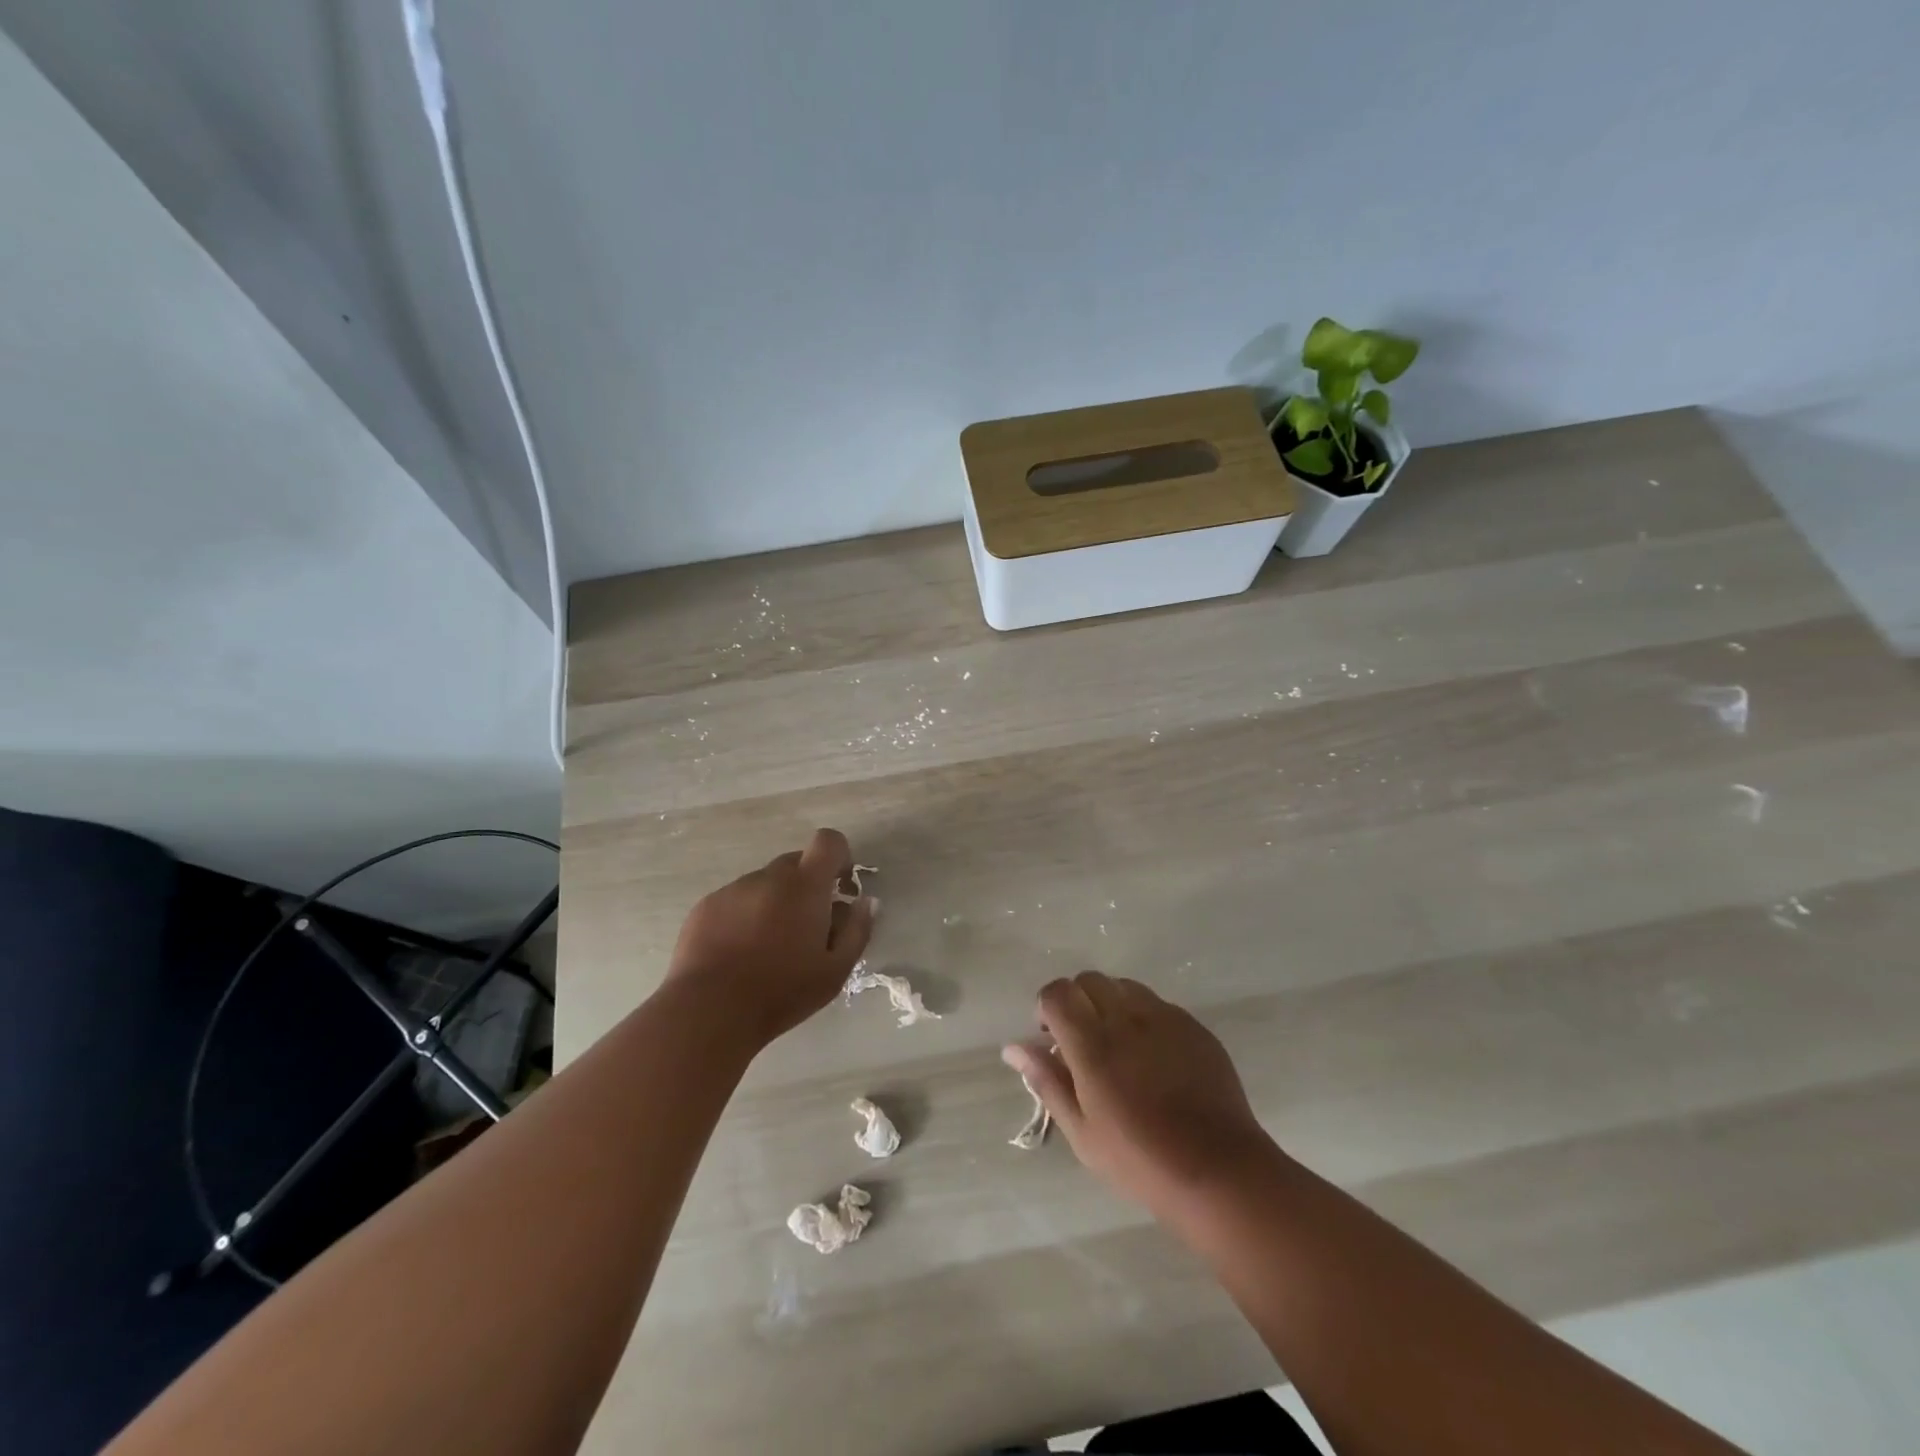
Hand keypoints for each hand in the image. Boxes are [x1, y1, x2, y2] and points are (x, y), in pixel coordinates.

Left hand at [663, 828, 875, 1046]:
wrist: (708, 1011)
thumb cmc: (781, 992)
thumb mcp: (835, 971)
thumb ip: (858, 930)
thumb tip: (866, 901)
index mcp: (805, 886)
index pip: (828, 841)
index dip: (840, 856)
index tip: (841, 887)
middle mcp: (768, 877)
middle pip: (796, 863)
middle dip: (807, 886)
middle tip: (807, 928)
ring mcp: (733, 889)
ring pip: (765, 883)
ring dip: (775, 902)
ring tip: (768, 947)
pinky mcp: (706, 906)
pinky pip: (736, 899)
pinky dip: (745, 915)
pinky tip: (739, 952)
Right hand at [1004, 973, 1276, 1216]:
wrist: (1218, 1170)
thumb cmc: (1140, 1160)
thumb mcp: (1082, 1131)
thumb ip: (1046, 1081)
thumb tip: (1013, 1047)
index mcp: (1092, 1044)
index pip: (1057, 993)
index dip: (1047, 1007)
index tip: (1051, 1037)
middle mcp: (1126, 1018)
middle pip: (1089, 980)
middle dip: (1077, 1001)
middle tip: (1082, 1041)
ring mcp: (1164, 1018)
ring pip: (1124, 987)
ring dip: (1110, 1004)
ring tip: (1118, 1045)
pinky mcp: (1193, 1026)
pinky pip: (1158, 1005)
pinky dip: (1144, 1018)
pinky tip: (1154, 1058)